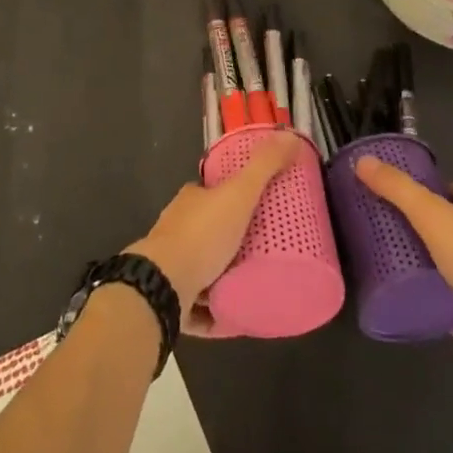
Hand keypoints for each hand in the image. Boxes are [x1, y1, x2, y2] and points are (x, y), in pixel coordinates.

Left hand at [128, 132, 300, 335]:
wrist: (163, 285)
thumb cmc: (202, 236)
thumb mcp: (239, 194)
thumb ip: (264, 167)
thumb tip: (289, 135)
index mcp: (190, 201)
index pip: (210, 193)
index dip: (231, 198)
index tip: (256, 209)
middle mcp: (176, 229)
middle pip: (207, 231)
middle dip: (229, 240)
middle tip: (264, 251)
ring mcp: (171, 265)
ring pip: (200, 268)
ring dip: (221, 277)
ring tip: (254, 283)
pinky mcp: (170, 299)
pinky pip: (196, 306)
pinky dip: (213, 312)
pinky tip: (235, 318)